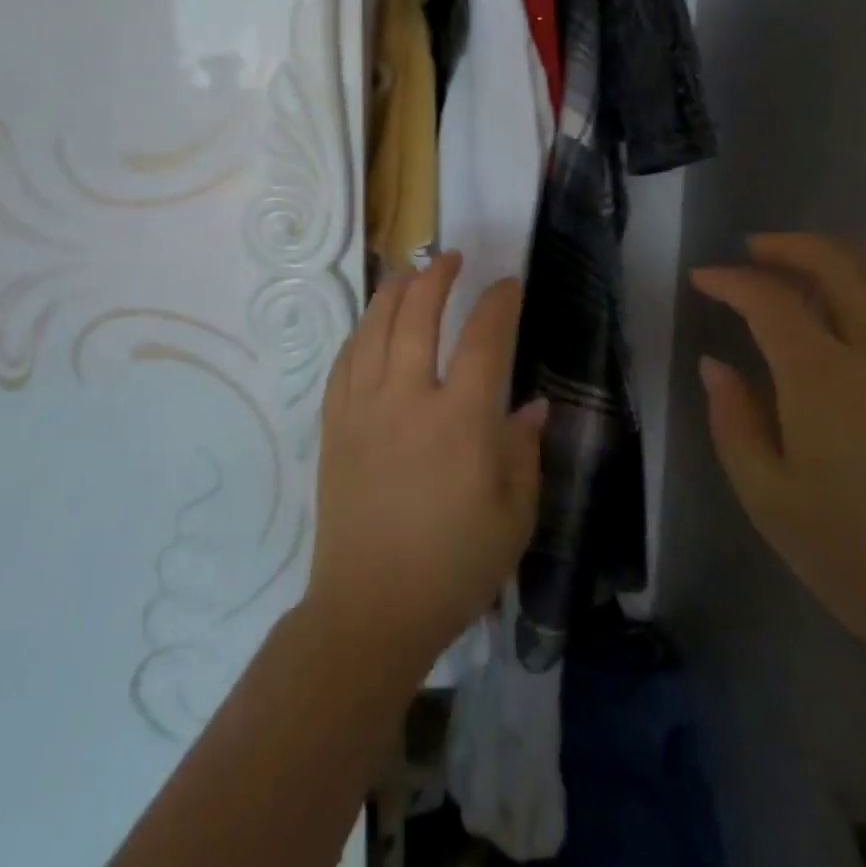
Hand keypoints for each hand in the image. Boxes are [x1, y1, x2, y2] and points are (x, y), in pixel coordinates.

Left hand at [305, 253, 548, 672]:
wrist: (370, 608)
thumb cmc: (453, 567)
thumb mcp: (514, 517)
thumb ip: (524, 451)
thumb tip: (530, 404)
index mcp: (461, 421)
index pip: (484, 341)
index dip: (498, 304)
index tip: (508, 285)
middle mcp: (408, 398)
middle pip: (418, 314)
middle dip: (436, 276)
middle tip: (450, 258)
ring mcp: (364, 407)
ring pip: (375, 327)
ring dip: (394, 292)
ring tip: (409, 273)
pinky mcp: (335, 423)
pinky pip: (345, 360)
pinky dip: (362, 332)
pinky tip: (372, 326)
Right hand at [692, 234, 865, 702]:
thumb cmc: (854, 560)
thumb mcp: (766, 497)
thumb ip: (733, 420)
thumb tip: (716, 365)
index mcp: (826, 382)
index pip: (771, 301)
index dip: (731, 281)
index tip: (704, 279)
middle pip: (840, 267)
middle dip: (790, 246)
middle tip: (754, 250)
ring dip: (845, 254)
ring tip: (811, 260)